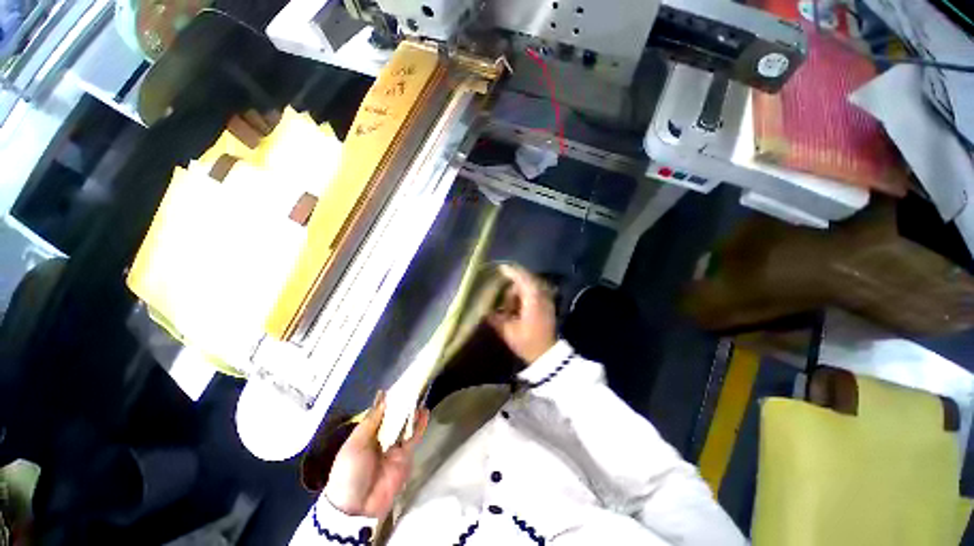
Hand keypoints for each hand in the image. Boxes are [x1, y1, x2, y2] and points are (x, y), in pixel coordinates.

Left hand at [324, 391, 429, 518]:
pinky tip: (424, 412)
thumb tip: (383, 396)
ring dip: (412, 411)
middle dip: (402, 403)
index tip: (398, 385)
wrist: (357, 508)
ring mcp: (394, 447)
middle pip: (394, 417)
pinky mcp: (405, 456)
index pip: (380, 413)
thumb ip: (371, 421)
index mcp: (366, 434)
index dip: (388, 401)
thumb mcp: (355, 444)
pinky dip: (420, 425)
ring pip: (405, 425)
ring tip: (420, 395)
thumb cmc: (350, 471)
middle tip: (413, 386)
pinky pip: (414, 437)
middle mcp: (381, 438)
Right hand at [488, 264, 556, 363]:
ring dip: (518, 292)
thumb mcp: (508, 331)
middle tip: (502, 294)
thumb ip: (495, 318)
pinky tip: (516, 306)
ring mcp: (546, 300)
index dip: (511, 272)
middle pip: (526, 280)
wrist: (547, 355)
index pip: (522, 279)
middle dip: (513, 283)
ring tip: (509, 307)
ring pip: (530, 286)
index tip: (500, 268)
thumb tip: (485, 310)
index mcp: (532, 300)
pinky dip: (524, 295)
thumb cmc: (527, 343)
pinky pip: (534, 293)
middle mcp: (541, 296)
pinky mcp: (547, 305)